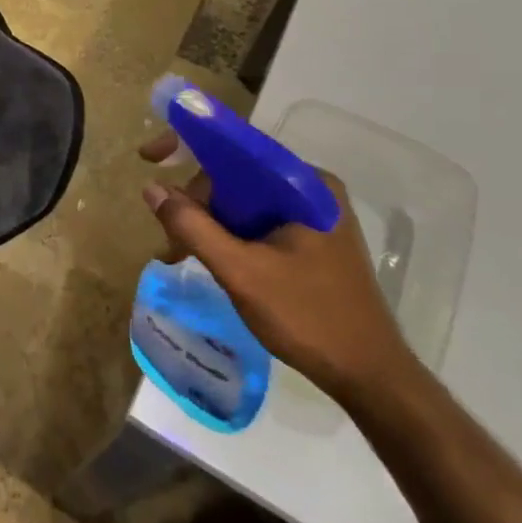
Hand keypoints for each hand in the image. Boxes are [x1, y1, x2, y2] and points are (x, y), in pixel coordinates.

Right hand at [138, 131, 415, 405]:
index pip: (235, 146)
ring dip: (209, 221)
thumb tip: (151, 188)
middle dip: (195, 200)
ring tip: (181, 253)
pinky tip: (211, 257)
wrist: (372, 378)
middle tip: (169, 238)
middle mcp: (311, 188)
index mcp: (303, 184)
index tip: (148, 158)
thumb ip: (193, 227)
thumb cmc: (309, 318)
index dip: (186, 144)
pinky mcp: (313, 238)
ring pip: (244, 199)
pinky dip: (229, 233)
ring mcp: (315, 214)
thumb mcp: (241, 272)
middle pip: (235, 174)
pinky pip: (258, 219)